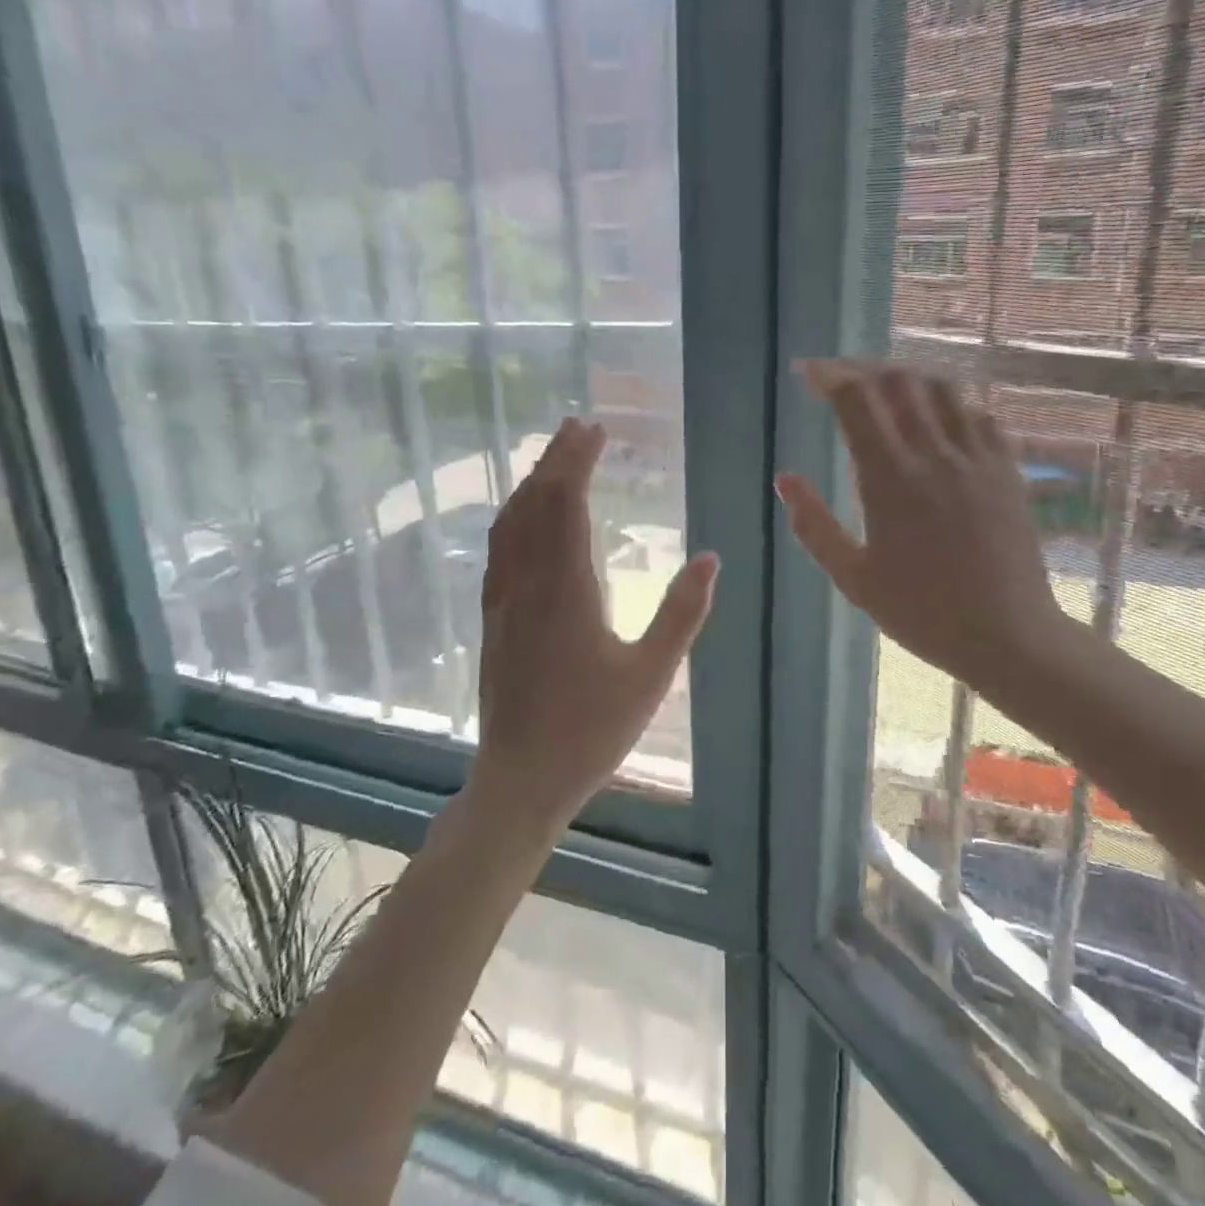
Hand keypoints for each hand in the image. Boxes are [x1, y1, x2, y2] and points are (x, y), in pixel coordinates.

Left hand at [470, 418, 718, 829]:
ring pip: (510, 524)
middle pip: (535, 504)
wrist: (522, 779)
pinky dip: (514, 517)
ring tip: (552, 459)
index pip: (567, 505)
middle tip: (577, 427)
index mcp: (566, 590)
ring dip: (531, 484)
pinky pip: (499, 550)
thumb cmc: (592, 730)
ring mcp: (503, 600)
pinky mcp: (493, 618)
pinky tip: (524, 518)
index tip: (596, 431)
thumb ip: (682, 614)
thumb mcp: (651, 675)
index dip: (578, 463)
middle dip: (555, 460)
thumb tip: (711, 559)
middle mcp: (527, 584)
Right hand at [776, 361, 1066, 692]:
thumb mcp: (853, 578)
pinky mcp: (1007, 468)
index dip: (828, 377)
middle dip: (862, 370)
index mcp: (890, 478)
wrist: (1008, 635)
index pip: (857, 400)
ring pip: (942, 388)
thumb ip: (814, 525)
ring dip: (907, 379)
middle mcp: (935, 454)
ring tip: (886, 392)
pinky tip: (937, 421)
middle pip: (898, 381)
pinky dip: (950, 404)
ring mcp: (977, 457)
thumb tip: (784, 478)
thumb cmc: (922, 612)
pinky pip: (978, 414)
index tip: (808, 375)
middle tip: (841, 381)